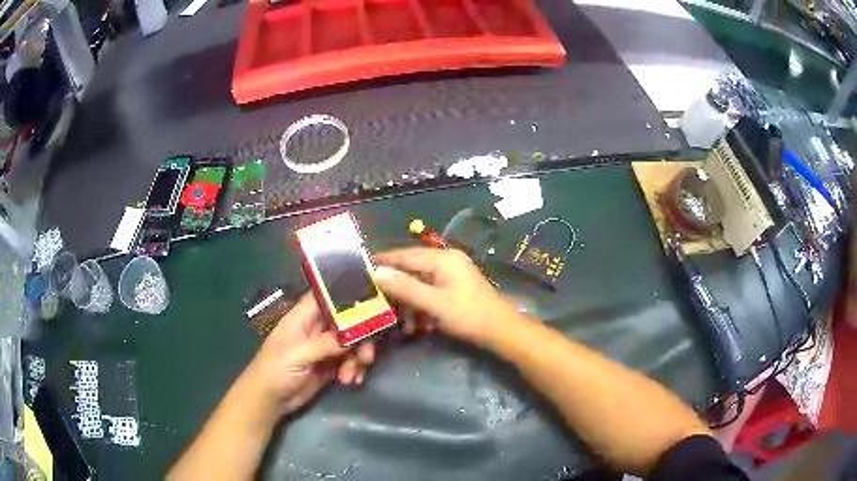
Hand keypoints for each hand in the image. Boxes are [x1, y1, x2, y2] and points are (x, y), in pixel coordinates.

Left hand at [243, 293, 375, 415]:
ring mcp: (324, 347)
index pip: (326, 297)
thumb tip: (353, 336)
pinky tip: (352, 381)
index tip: (371, 302)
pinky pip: (349, 360)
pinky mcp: (329, 365)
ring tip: (351, 376)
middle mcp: (315, 328)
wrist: (269, 401)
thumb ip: (324, 344)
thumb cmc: (274, 371)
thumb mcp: (296, 356)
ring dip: (357, 358)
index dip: (346, 296)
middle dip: (360, 337)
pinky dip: (354, 369)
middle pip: (346, 321)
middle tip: (366, 356)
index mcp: (302, 318)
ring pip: (351, 343)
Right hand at [375, 248, 518, 344]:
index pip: (404, 255)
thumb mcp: (434, 303)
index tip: (361, 268)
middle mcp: (447, 260)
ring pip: (420, 283)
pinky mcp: (455, 287)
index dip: (383, 261)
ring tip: (401, 322)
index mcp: (443, 259)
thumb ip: (405, 287)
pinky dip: (421, 306)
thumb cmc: (469, 316)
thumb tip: (377, 272)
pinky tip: (416, 324)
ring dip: (408, 302)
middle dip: (396, 288)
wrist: (501, 331)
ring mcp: (452, 274)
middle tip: (378, 303)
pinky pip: (430, 292)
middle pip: (411, 269)